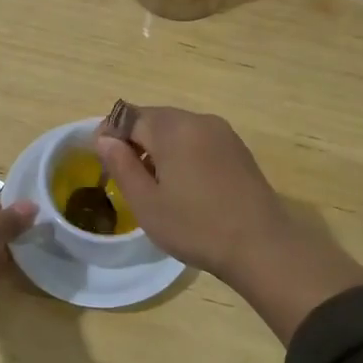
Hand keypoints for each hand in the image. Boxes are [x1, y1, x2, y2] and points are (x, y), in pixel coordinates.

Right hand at [95, 108, 289, 274]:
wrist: (261, 245)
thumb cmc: (195, 226)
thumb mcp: (146, 202)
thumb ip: (121, 165)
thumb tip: (104, 138)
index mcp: (172, 128)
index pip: (129, 116)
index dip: (110, 133)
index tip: (100, 158)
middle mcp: (198, 120)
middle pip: (155, 119)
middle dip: (135, 139)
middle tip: (125, 174)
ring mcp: (222, 133)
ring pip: (178, 129)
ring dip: (160, 147)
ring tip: (154, 183)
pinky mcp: (238, 149)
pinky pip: (199, 140)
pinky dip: (183, 152)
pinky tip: (185, 184)